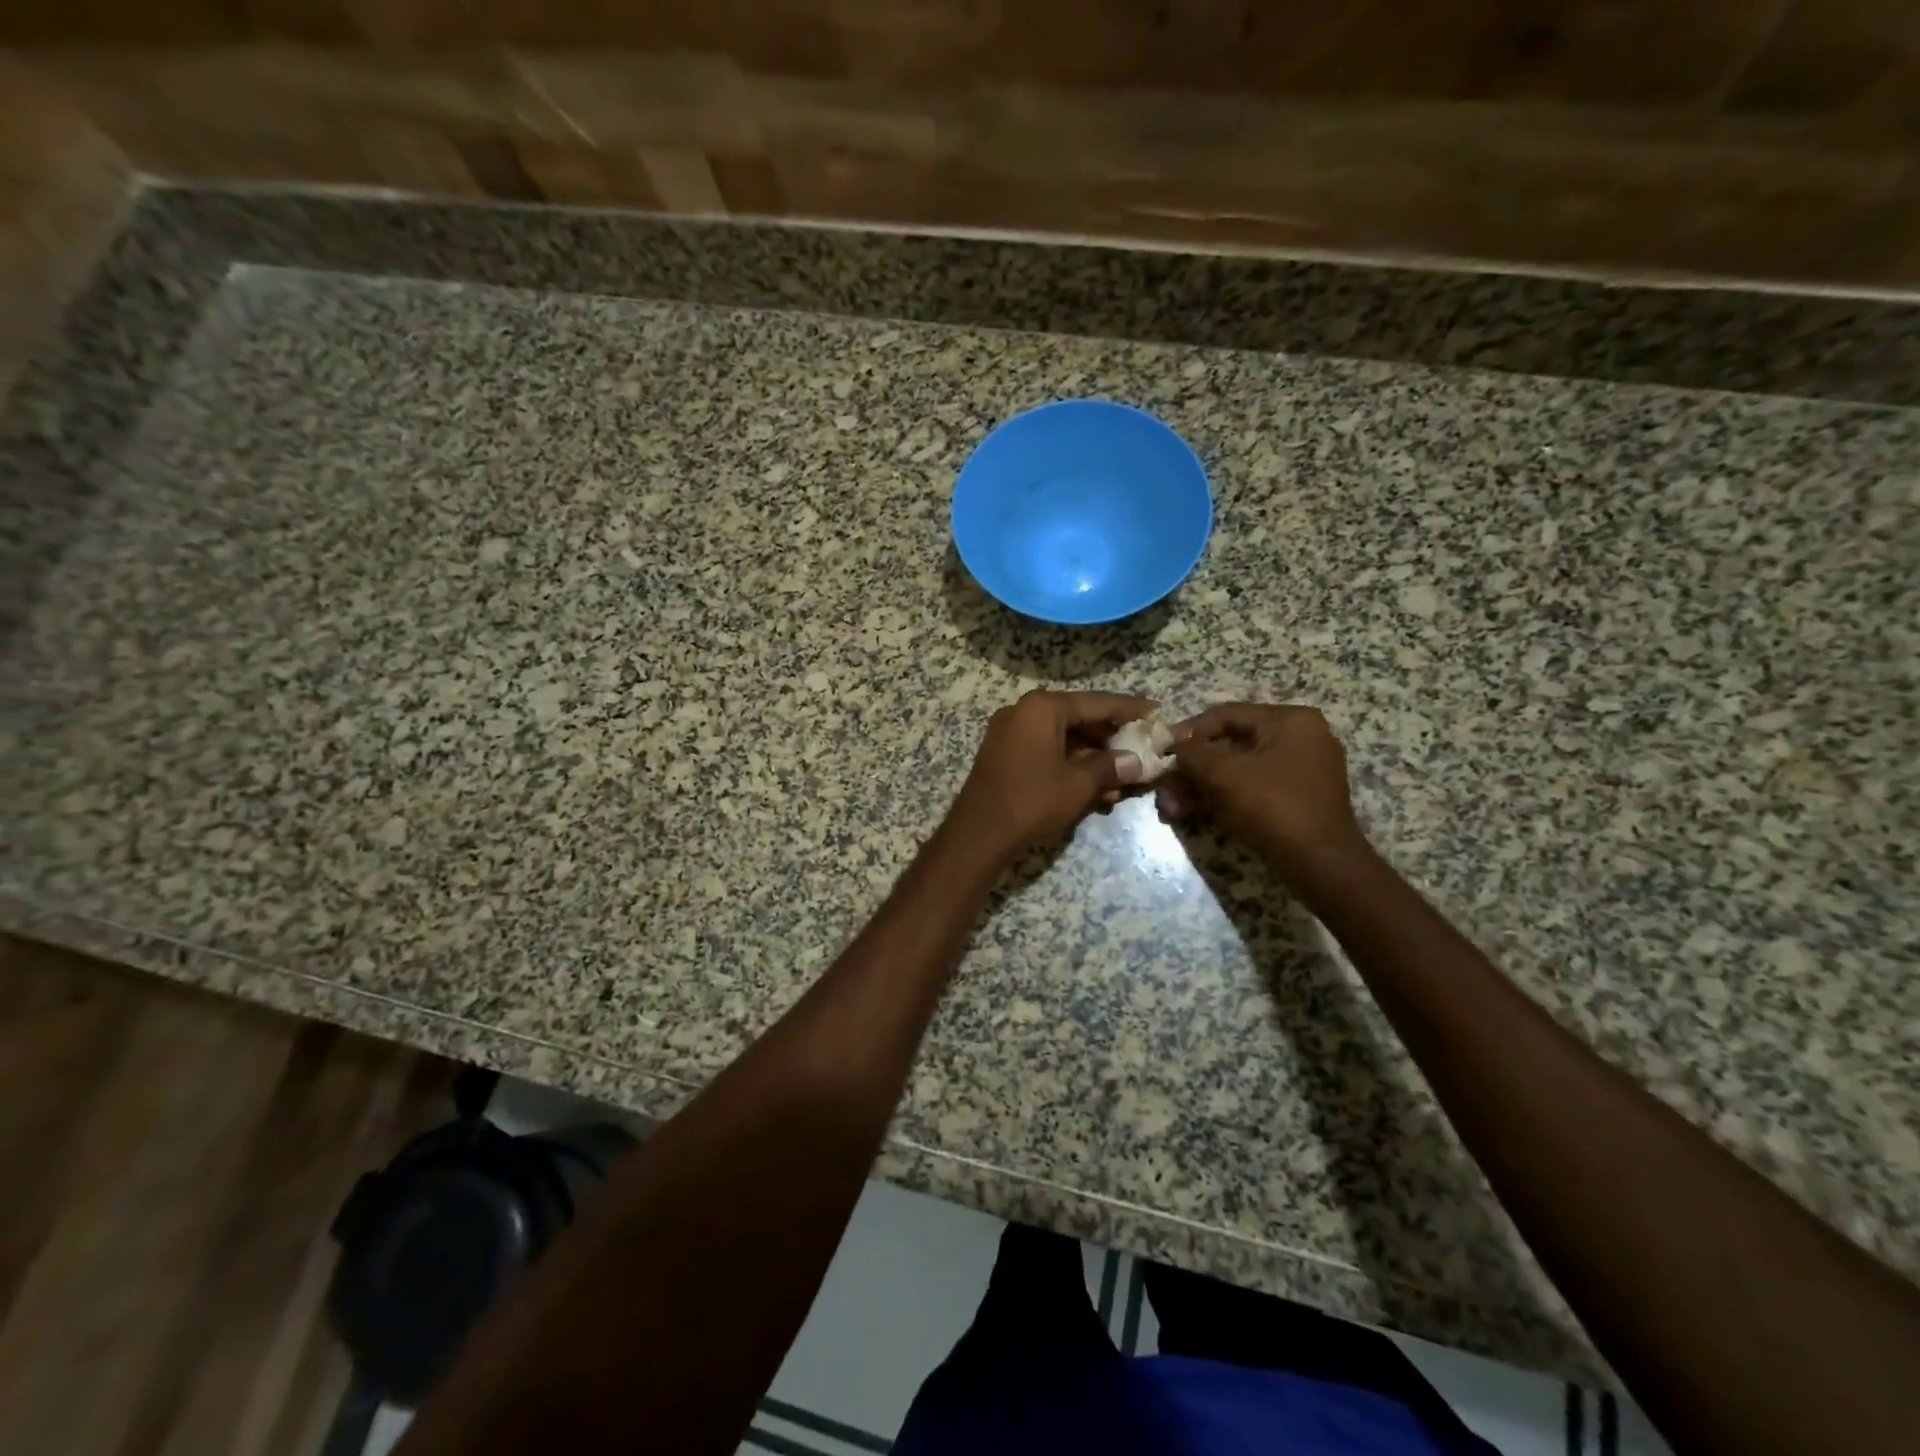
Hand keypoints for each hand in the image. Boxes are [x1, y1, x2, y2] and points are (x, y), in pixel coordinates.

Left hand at [949, 690, 1155, 859]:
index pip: (1097, 702)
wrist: (978, 834)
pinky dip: (1071, 765)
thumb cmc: (1032, 802)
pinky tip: (1096, 790)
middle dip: (1112, 740)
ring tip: (1123, 783)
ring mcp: (1010, 732)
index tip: (1157, 713)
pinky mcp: (1004, 754)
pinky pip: (1046, 751)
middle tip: (1143, 753)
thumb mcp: (1079, 785)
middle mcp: (1024, 711)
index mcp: (1042, 707)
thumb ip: (1110, 767)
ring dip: (1093, 759)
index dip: (1130, 710)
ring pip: (1064, 738)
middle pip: (1079, 719)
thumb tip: (1136, 762)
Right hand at [1168, 703, 1367, 870]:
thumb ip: (1192, 753)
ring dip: (1203, 787)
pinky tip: (1196, 814)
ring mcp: (1303, 770)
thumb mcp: (1223, 773)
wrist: (1320, 864)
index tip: (1162, 751)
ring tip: (1174, 808)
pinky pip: (1253, 789)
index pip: (1226, 714)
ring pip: (1239, 770)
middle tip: (1166, 788)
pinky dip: (1224, 799)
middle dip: (1193, 769)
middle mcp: (1302, 738)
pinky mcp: (1299, 799)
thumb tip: (1174, 747)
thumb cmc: (1272, 806)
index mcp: (1291, 720)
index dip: (1188, 732)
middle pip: (1231, 745)